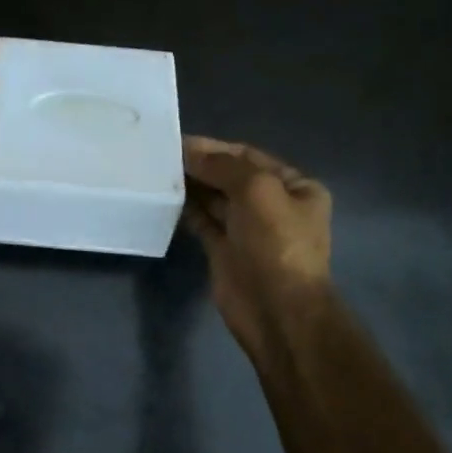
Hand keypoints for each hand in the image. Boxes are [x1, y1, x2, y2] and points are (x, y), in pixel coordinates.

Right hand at [182, 136, 332, 363]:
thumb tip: (190, 153)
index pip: (248, 157)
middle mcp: (272, 205)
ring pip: (213, 198)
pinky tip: (165, 198)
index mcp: (294, 187)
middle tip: (161, 155)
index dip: (215, 147)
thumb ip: (223, 166)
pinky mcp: (224, 250)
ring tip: (157, 172)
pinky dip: (185, 209)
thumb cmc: (276, 244)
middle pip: (229, 176)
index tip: (179, 142)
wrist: (276, 310)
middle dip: (200, 165)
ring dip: (190, 185)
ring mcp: (247, 229)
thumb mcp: (257, 190)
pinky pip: (202, 221)